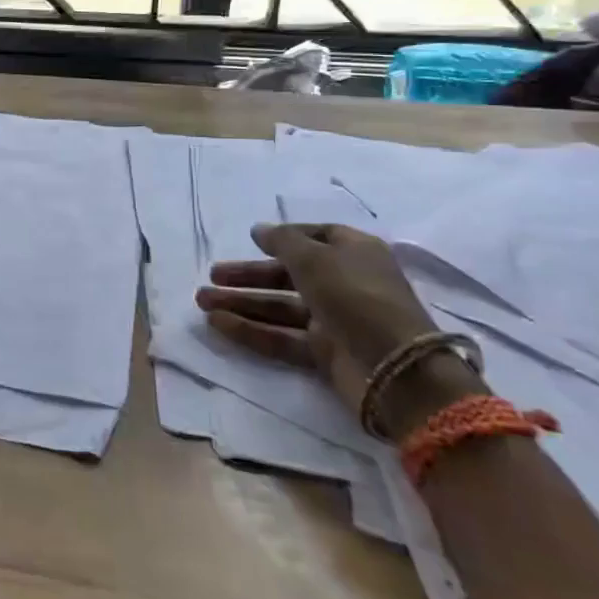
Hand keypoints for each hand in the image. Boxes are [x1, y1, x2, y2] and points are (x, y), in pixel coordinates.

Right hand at [195, 223, 484, 437]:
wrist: (396, 370)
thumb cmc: (356, 296)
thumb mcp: (315, 257)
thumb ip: (282, 241)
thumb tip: (259, 229)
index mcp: (354, 253)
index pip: (317, 236)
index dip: (284, 237)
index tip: (253, 241)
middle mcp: (344, 283)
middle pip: (289, 274)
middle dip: (249, 274)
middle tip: (213, 275)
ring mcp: (334, 320)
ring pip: (280, 306)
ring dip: (242, 302)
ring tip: (201, 300)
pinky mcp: (324, 352)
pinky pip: (281, 336)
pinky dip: (250, 329)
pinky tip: (217, 322)